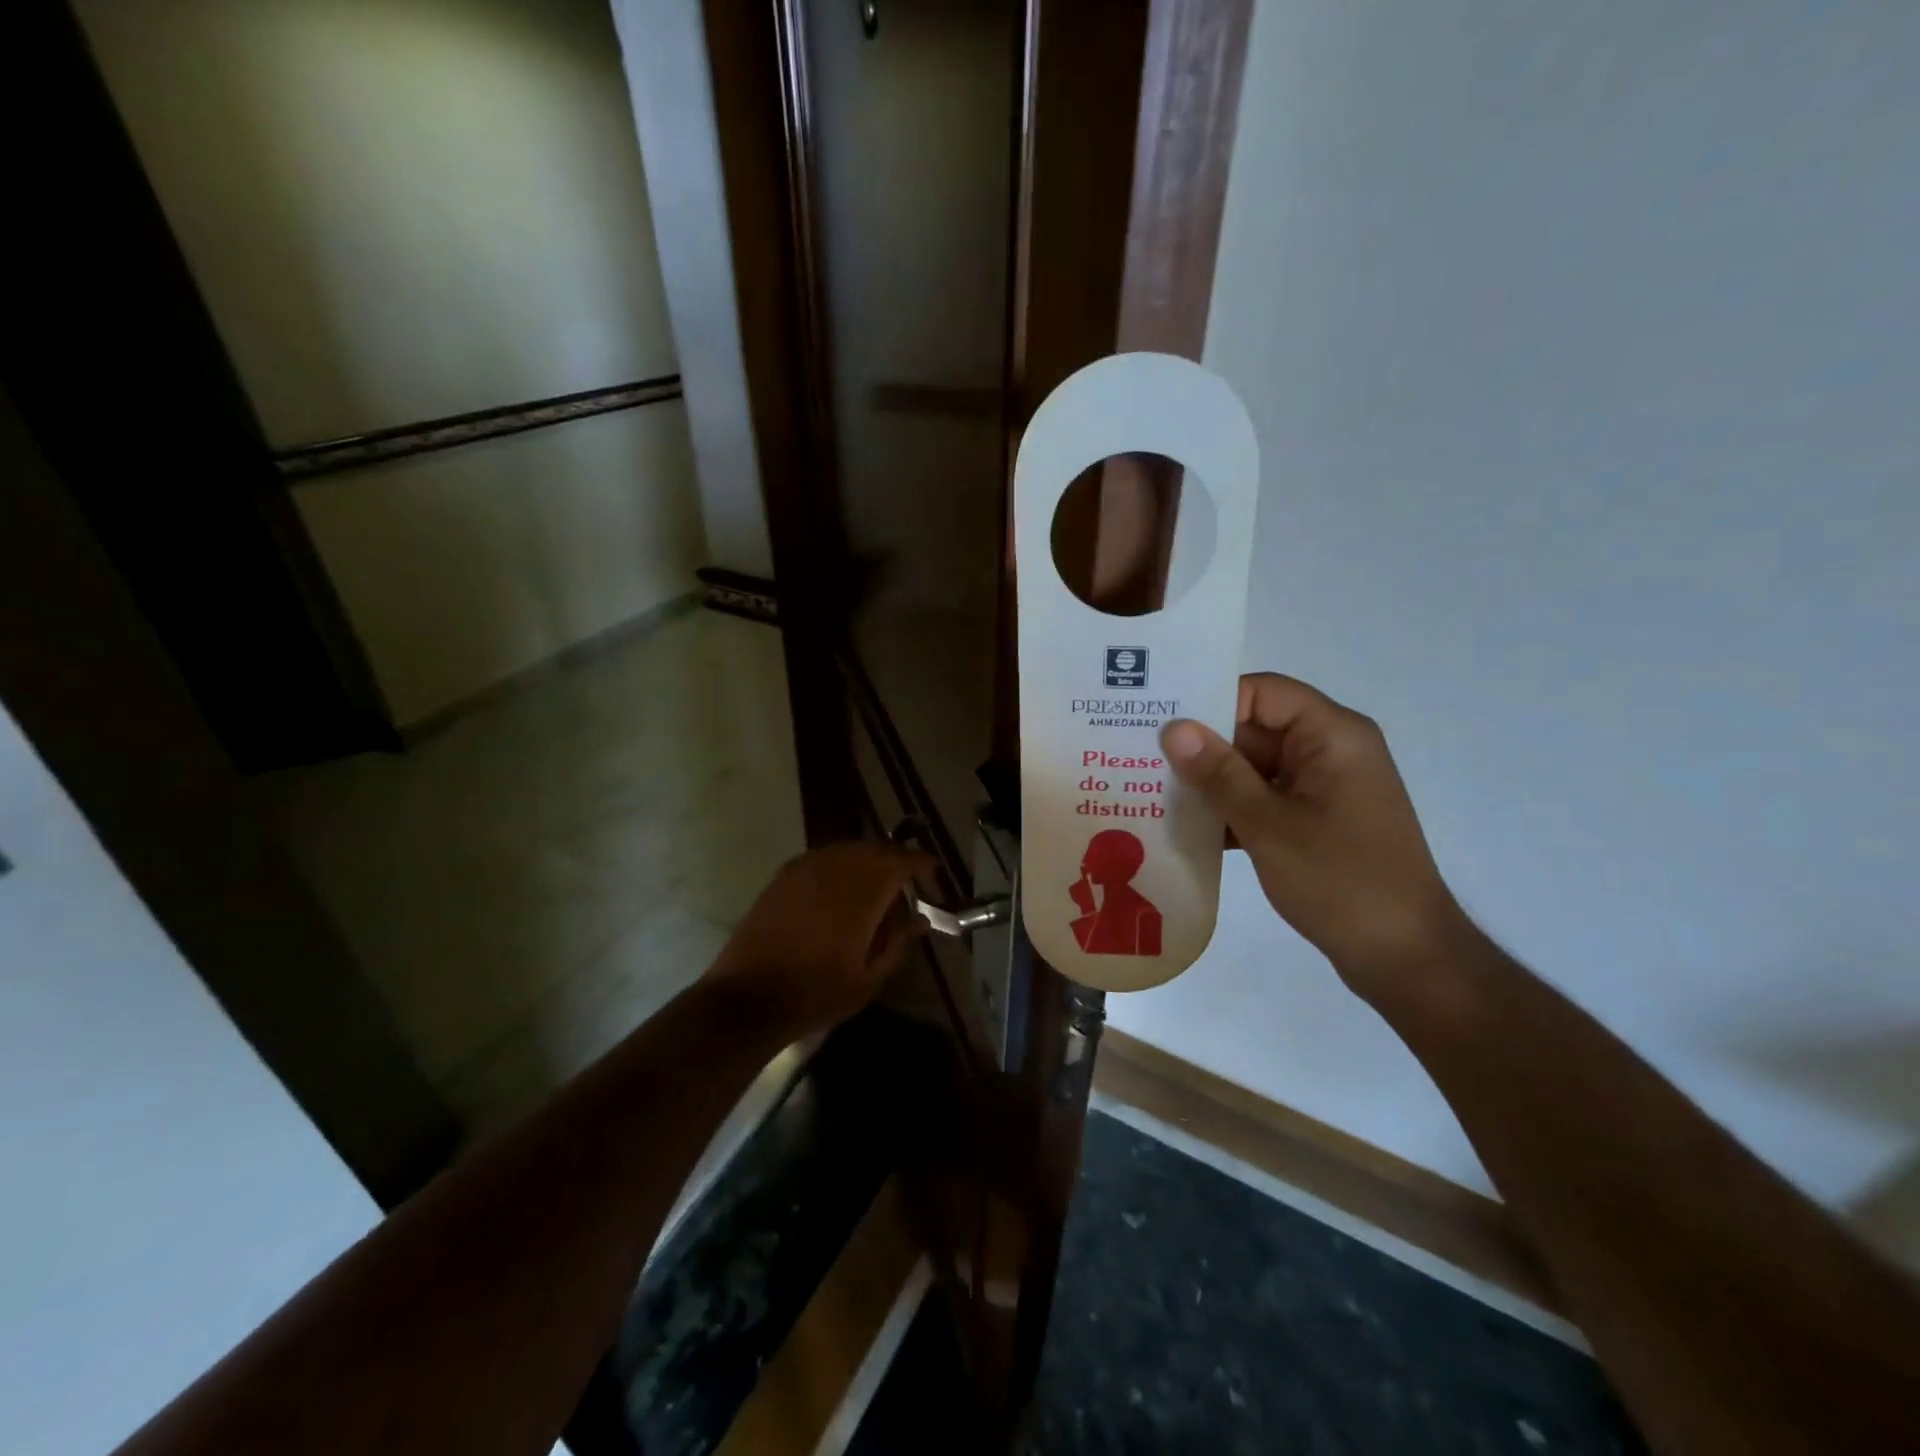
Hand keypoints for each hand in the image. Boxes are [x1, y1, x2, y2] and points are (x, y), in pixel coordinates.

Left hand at [702, 841, 931, 1037]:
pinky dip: (841, 862)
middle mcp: (835, 871)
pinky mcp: (784, 876)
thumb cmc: (815, 994)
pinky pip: (823, 856)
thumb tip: (921, 919)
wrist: (748, 998)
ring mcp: (805, 869)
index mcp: (861, 895)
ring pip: (848, 848)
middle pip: (875, 848)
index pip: (900, 861)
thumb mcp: (867, 979)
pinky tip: (841, 885)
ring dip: (869, 858)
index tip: (933, 872)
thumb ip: (898, 943)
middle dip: (897, 858)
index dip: (921, 863)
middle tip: (908, 878)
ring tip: (877, 882)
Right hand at [1161, 674, 1466, 992]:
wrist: (1404, 958)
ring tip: (1149, 789)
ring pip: (1253, 766)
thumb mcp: (1270, 826)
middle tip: (1138, 754)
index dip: (1211, 701)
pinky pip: (1263, 797)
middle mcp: (1329, 750)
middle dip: (1201, 744)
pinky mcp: (1314, 820)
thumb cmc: (1342, 882)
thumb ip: (1219, 774)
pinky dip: (1229, 808)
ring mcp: (1322, 787)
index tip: (1159, 721)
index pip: (1262, 693)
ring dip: (1210, 780)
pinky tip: (1183, 826)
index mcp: (1333, 736)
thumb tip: (1173, 728)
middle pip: (1254, 728)